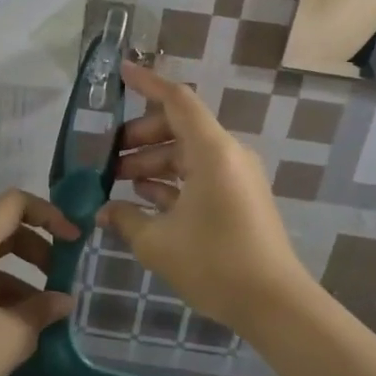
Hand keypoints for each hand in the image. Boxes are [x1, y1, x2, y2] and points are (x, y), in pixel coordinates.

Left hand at [0, 189, 79, 375]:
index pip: (13, 205)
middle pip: (2, 229)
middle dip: (38, 248)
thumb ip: (42, 311)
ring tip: (45, 310)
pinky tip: (18, 323)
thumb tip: (64, 300)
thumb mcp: (12, 337)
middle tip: (62, 276)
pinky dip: (0, 289)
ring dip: (21, 274)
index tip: (72, 240)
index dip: (48, 214)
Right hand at [102, 61, 307, 334]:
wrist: (273, 303)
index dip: (147, 83)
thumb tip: (102, 211)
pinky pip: (199, 176)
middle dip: (139, 137)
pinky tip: (144, 199)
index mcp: (212, 151)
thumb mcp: (157, 242)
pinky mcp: (238, 198)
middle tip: (106, 157)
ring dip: (152, 162)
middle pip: (178, 127)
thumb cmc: (214, 263)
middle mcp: (227, 155)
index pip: (177, 100)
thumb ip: (125, 219)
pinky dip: (171, 181)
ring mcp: (236, 176)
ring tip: (117, 182)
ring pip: (187, 154)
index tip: (119, 72)